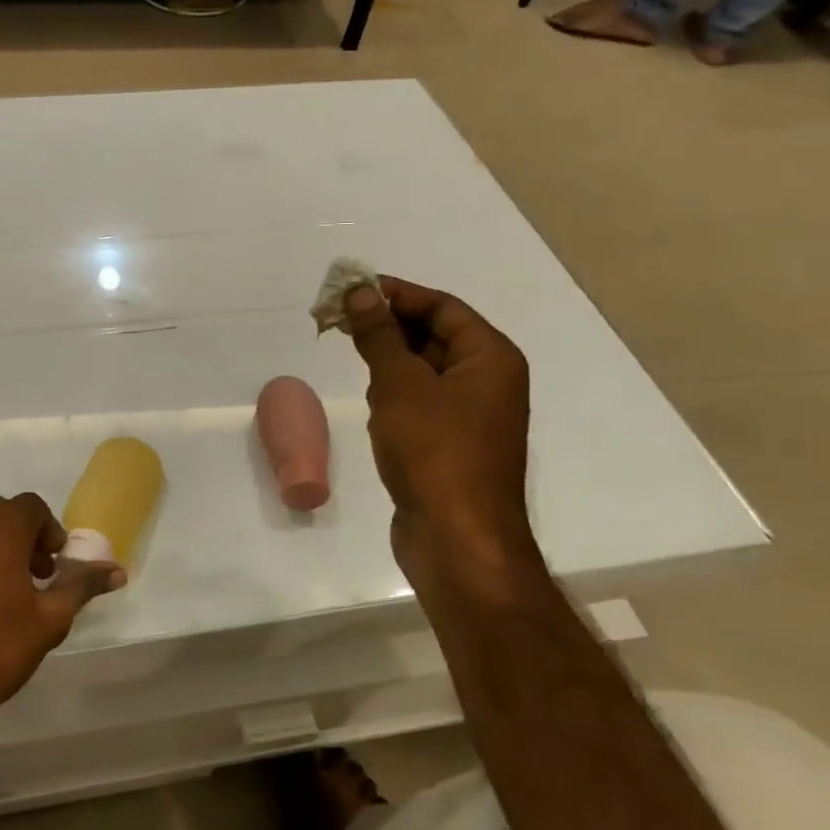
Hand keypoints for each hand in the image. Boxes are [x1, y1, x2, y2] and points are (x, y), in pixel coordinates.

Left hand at [0, 493, 124, 724]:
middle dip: (22, 539)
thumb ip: (82, 586)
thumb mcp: (49, 619)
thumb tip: (117, 570)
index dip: (49, 532)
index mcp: (0, 526)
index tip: (55, 565)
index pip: (32, 507)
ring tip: (4, 596)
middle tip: (35, 578)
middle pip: (0, 515)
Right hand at [345, 278, 535, 581]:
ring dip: (390, 359)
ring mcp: (472, 417)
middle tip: (339, 318)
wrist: (457, 540)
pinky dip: (396, 394)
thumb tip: (361, 292)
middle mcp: (488, 381)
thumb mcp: (400, 384)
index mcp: (490, 357)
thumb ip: (379, 335)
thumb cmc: (434, 451)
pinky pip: (422, 403)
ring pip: (425, 370)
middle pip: (435, 335)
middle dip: (388, 326)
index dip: (397, 293)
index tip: (352, 289)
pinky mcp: (452, 445)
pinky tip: (371, 401)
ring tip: (350, 353)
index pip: (443, 306)